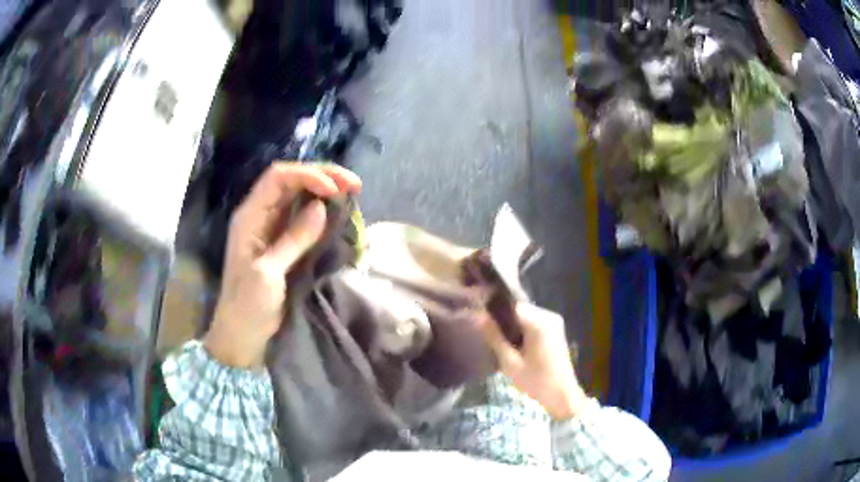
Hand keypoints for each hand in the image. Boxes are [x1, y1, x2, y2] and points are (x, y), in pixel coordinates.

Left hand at [204, 163, 361, 368]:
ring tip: (351, 192)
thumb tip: (322, 207)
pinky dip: (322, 210)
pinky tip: (338, 211)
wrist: (242, 332)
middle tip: (354, 184)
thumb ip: (293, 238)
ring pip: (299, 195)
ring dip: (325, 189)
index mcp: (250, 216)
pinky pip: (303, 216)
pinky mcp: (283, 241)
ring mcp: (272, 227)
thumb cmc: (249, 304)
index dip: (307, 175)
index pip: (278, 178)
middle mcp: (260, 214)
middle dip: (322, 176)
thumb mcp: (268, 273)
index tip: (334, 190)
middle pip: (291, 180)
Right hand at [480, 303, 589, 419]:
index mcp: (540, 322)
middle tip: (487, 334)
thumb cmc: (536, 381)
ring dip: (512, 325)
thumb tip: (478, 317)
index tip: (479, 320)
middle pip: (519, 309)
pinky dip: (522, 330)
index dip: (494, 311)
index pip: (511, 305)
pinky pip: (533, 322)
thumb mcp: (510, 363)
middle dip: (503, 319)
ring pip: (525, 316)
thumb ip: (494, 338)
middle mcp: (549, 316)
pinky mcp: (555, 330)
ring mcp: (554, 322)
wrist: (562, 396)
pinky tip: (513, 344)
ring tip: (497, 340)